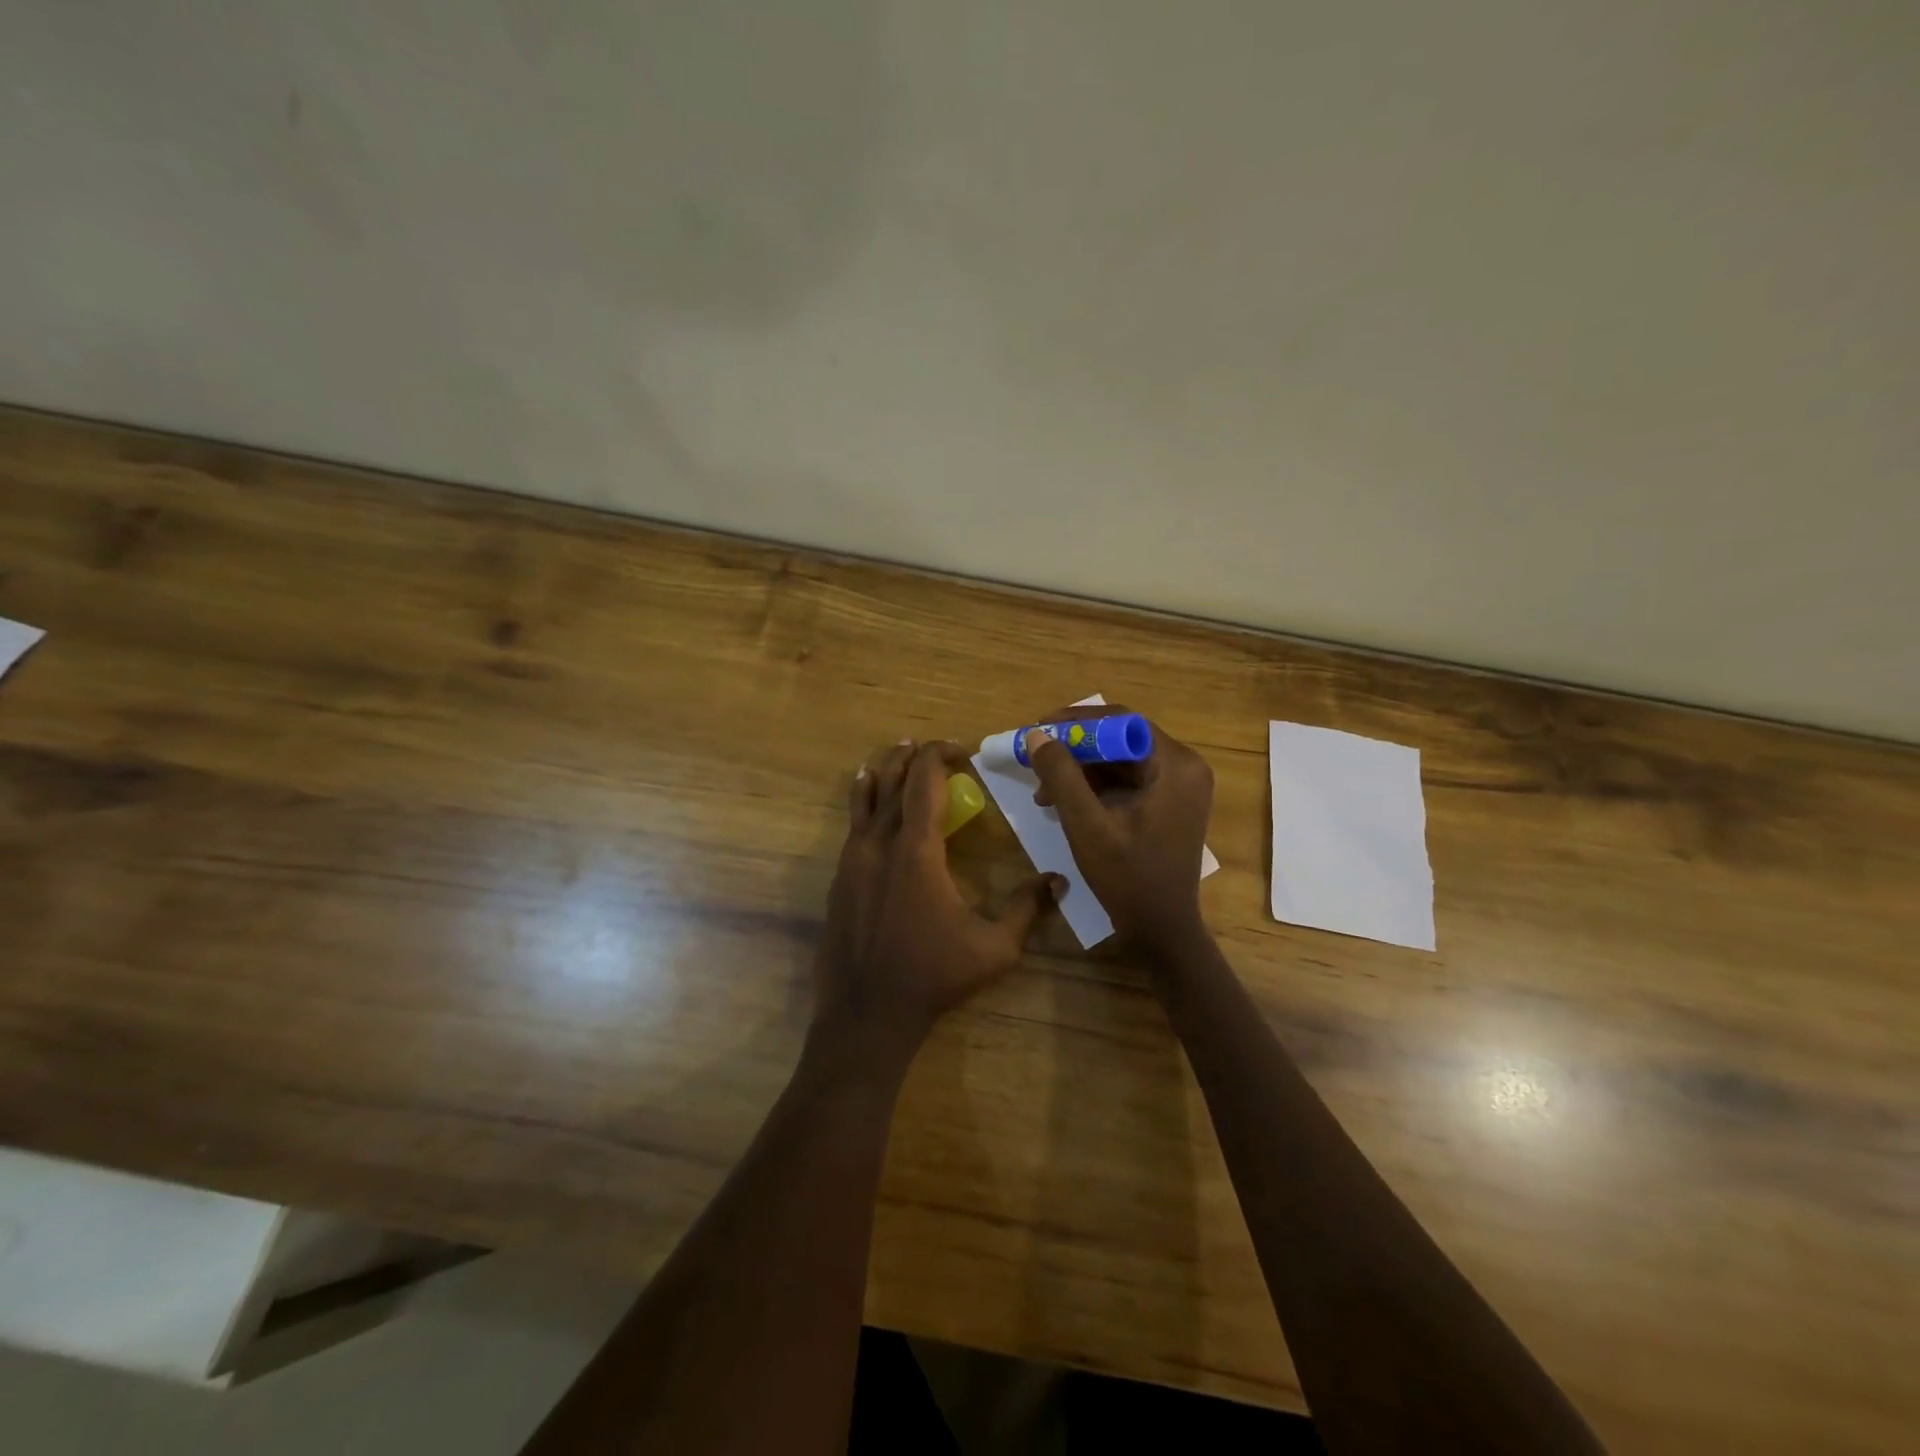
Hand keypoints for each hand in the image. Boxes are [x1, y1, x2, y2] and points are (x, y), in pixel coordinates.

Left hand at [815, 740, 1063, 1063]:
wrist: (867, 1013)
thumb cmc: (933, 976)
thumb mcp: (994, 948)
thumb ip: (1027, 908)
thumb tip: (1058, 880)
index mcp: (917, 850)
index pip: (924, 780)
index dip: (940, 755)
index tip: (961, 752)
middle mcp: (879, 843)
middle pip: (891, 779)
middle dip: (912, 755)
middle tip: (931, 749)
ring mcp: (852, 859)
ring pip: (865, 797)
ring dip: (884, 771)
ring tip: (897, 755)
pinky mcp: (839, 877)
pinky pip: (851, 823)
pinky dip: (863, 801)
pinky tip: (869, 800)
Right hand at [1024, 706, 1213, 946]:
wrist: (1162, 930)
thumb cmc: (1128, 878)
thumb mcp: (1086, 825)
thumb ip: (1061, 776)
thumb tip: (1038, 735)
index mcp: (1175, 765)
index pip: (1122, 721)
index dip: (1078, 720)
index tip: (1040, 729)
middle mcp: (1185, 766)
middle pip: (1122, 738)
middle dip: (1076, 749)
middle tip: (1038, 759)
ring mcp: (1180, 786)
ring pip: (1122, 760)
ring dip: (1082, 770)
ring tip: (1044, 792)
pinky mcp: (1170, 803)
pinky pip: (1129, 779)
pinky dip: (1096, 786)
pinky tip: (1065, 802)